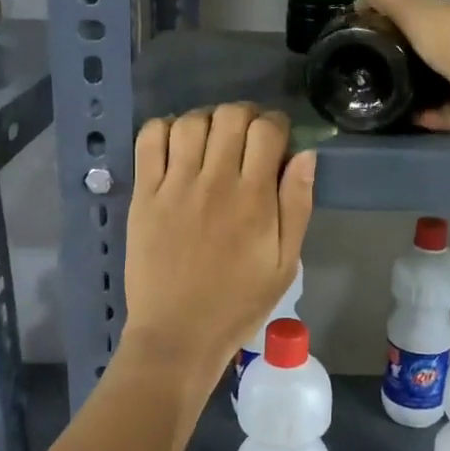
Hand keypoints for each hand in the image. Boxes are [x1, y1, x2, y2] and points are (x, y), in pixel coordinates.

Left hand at [124, 104, 315, 381]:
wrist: (178, 334)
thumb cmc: (238, 303)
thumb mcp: (285, 263)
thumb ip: (297, 206)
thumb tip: (305, 155)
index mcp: (254, 198)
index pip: (267, 130)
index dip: (276, 124)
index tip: (277, 139)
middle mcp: (214, 182)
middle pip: (230, 116)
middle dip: (246, 116)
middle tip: (247, 138)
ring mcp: (175, 186)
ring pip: (191, 121)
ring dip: (208, 120)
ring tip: (212, 140)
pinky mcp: (144, 195)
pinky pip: (149, 140)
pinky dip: (164, 128)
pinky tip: (177, 144)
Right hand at [359, 0, 449, 131]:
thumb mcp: (415, 8)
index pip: (433, 12)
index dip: (406, 17)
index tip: (377, 30)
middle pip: (441, 47)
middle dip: (415, 54)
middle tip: (379, 66)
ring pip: (448, 81)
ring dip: (422, 88)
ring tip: (390, 94)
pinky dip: (433, 114)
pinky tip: (411, 117)